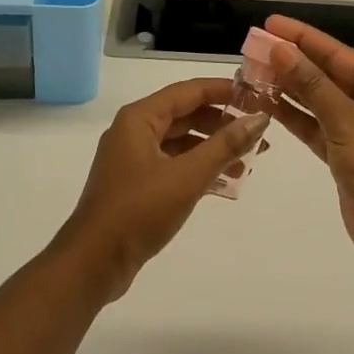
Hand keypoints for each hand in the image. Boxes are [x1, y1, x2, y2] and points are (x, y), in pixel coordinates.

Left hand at [55, 78, 269, 300]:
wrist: (93, 263)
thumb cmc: (139, 210)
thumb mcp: (187, 176)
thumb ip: (225, 145)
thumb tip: (260, 118)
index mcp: (140, 118)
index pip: (188, 91)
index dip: (223, 90)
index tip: (256, 96)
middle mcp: (134, 131)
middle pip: (185, 115)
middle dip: (222, 123)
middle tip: (258, 132)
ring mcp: (133, 159)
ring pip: (181, 142)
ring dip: (213, 148)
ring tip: (249, 160)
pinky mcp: (136, 184)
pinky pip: (174, 164)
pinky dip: (198, 168)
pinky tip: (225, 181)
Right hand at [264, 15, 353, 269]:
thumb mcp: (345, 118)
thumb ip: (310, 83)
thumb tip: (281, 49)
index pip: (337, 52)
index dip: (302, 37)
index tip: (270, 24)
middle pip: (326, 74)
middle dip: (291, 62)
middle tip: (253, 49)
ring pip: (319, 101)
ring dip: (289, 89)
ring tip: (253, 73)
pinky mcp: (346, 155)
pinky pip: (316, 127)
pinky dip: (294, 117)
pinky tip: (267, 105)